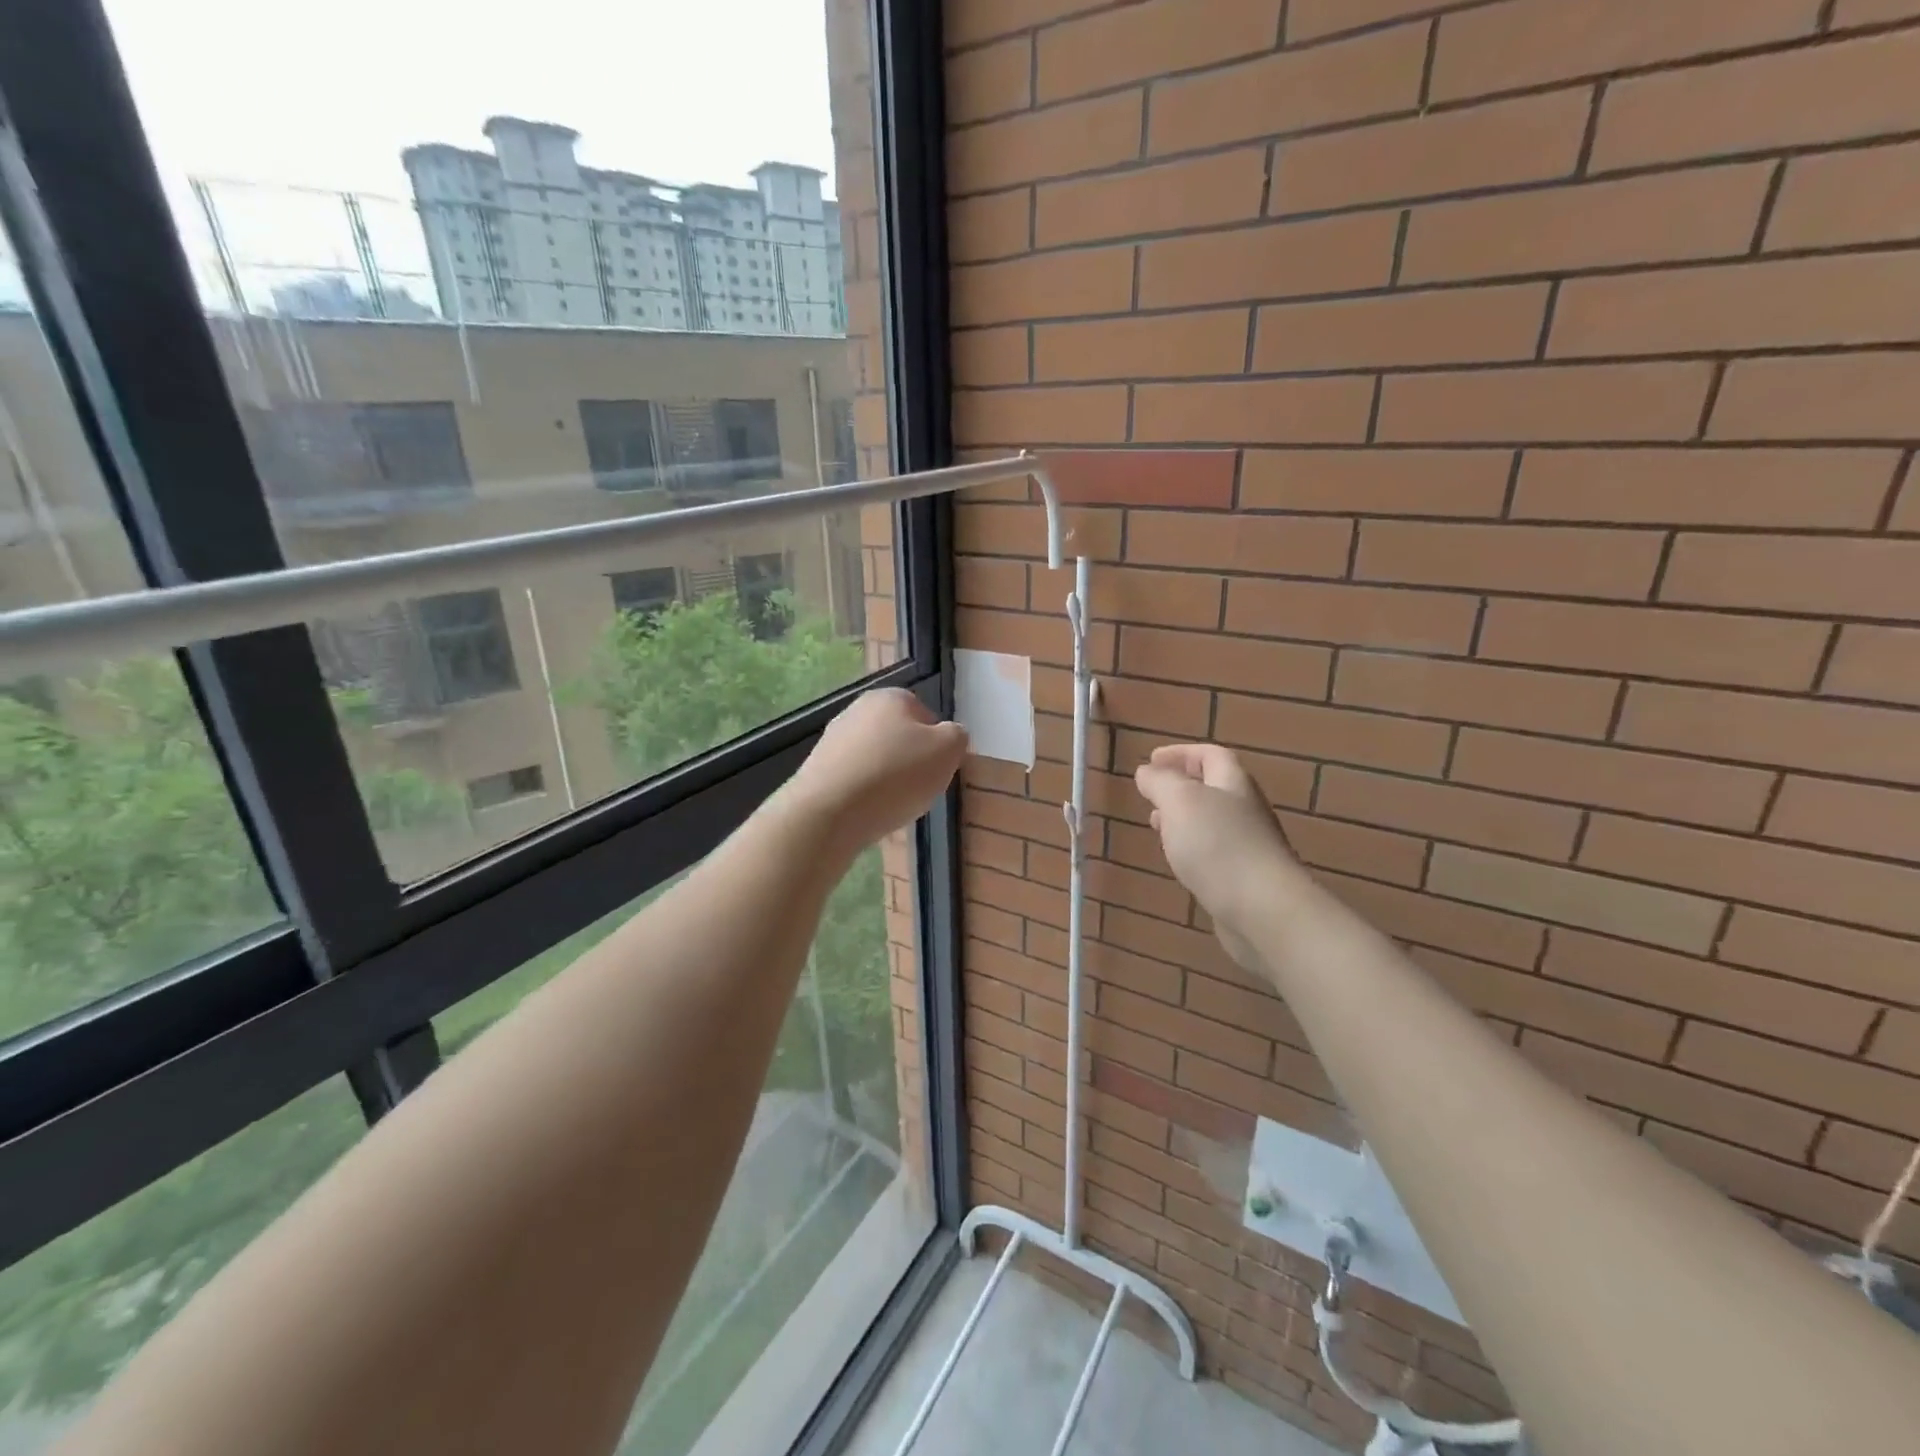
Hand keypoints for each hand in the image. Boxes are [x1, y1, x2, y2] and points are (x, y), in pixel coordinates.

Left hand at [782, 688, 967, 852]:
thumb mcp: (947, 752)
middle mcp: (858, 709)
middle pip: (899, 737)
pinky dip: (864, 794)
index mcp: (891, 697)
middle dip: (910, 761)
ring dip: (887, 779)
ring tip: (892, 805)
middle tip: (918, 789)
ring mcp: (833, 738)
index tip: (937, 770)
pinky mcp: (817, 768)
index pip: (926, 715)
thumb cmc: (896, 776)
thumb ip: (956, 736)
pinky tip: (867, 812)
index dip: (937, 745)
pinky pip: (854, 779)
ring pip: (875, 758)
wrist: (829, 812)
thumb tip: (949, 735)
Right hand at [1134, 744, 1299, 965]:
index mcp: (1233, 784)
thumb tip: (1147, 771)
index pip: (1210, 755)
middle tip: (1151, 794)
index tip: (1152, 760)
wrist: (1262, 909)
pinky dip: (1190, 848)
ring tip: (1156, 825)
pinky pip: (1213, 852)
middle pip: (1213, 787)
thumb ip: (1161, 782)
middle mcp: (1245, 810)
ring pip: (1211, 821)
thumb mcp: (1180, 801)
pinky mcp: (1242, 878)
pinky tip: (1177, 861)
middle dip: (1180, 786)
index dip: (1181, 753)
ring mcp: (1247, 846)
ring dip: (1182, 818)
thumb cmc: (1218, 846)